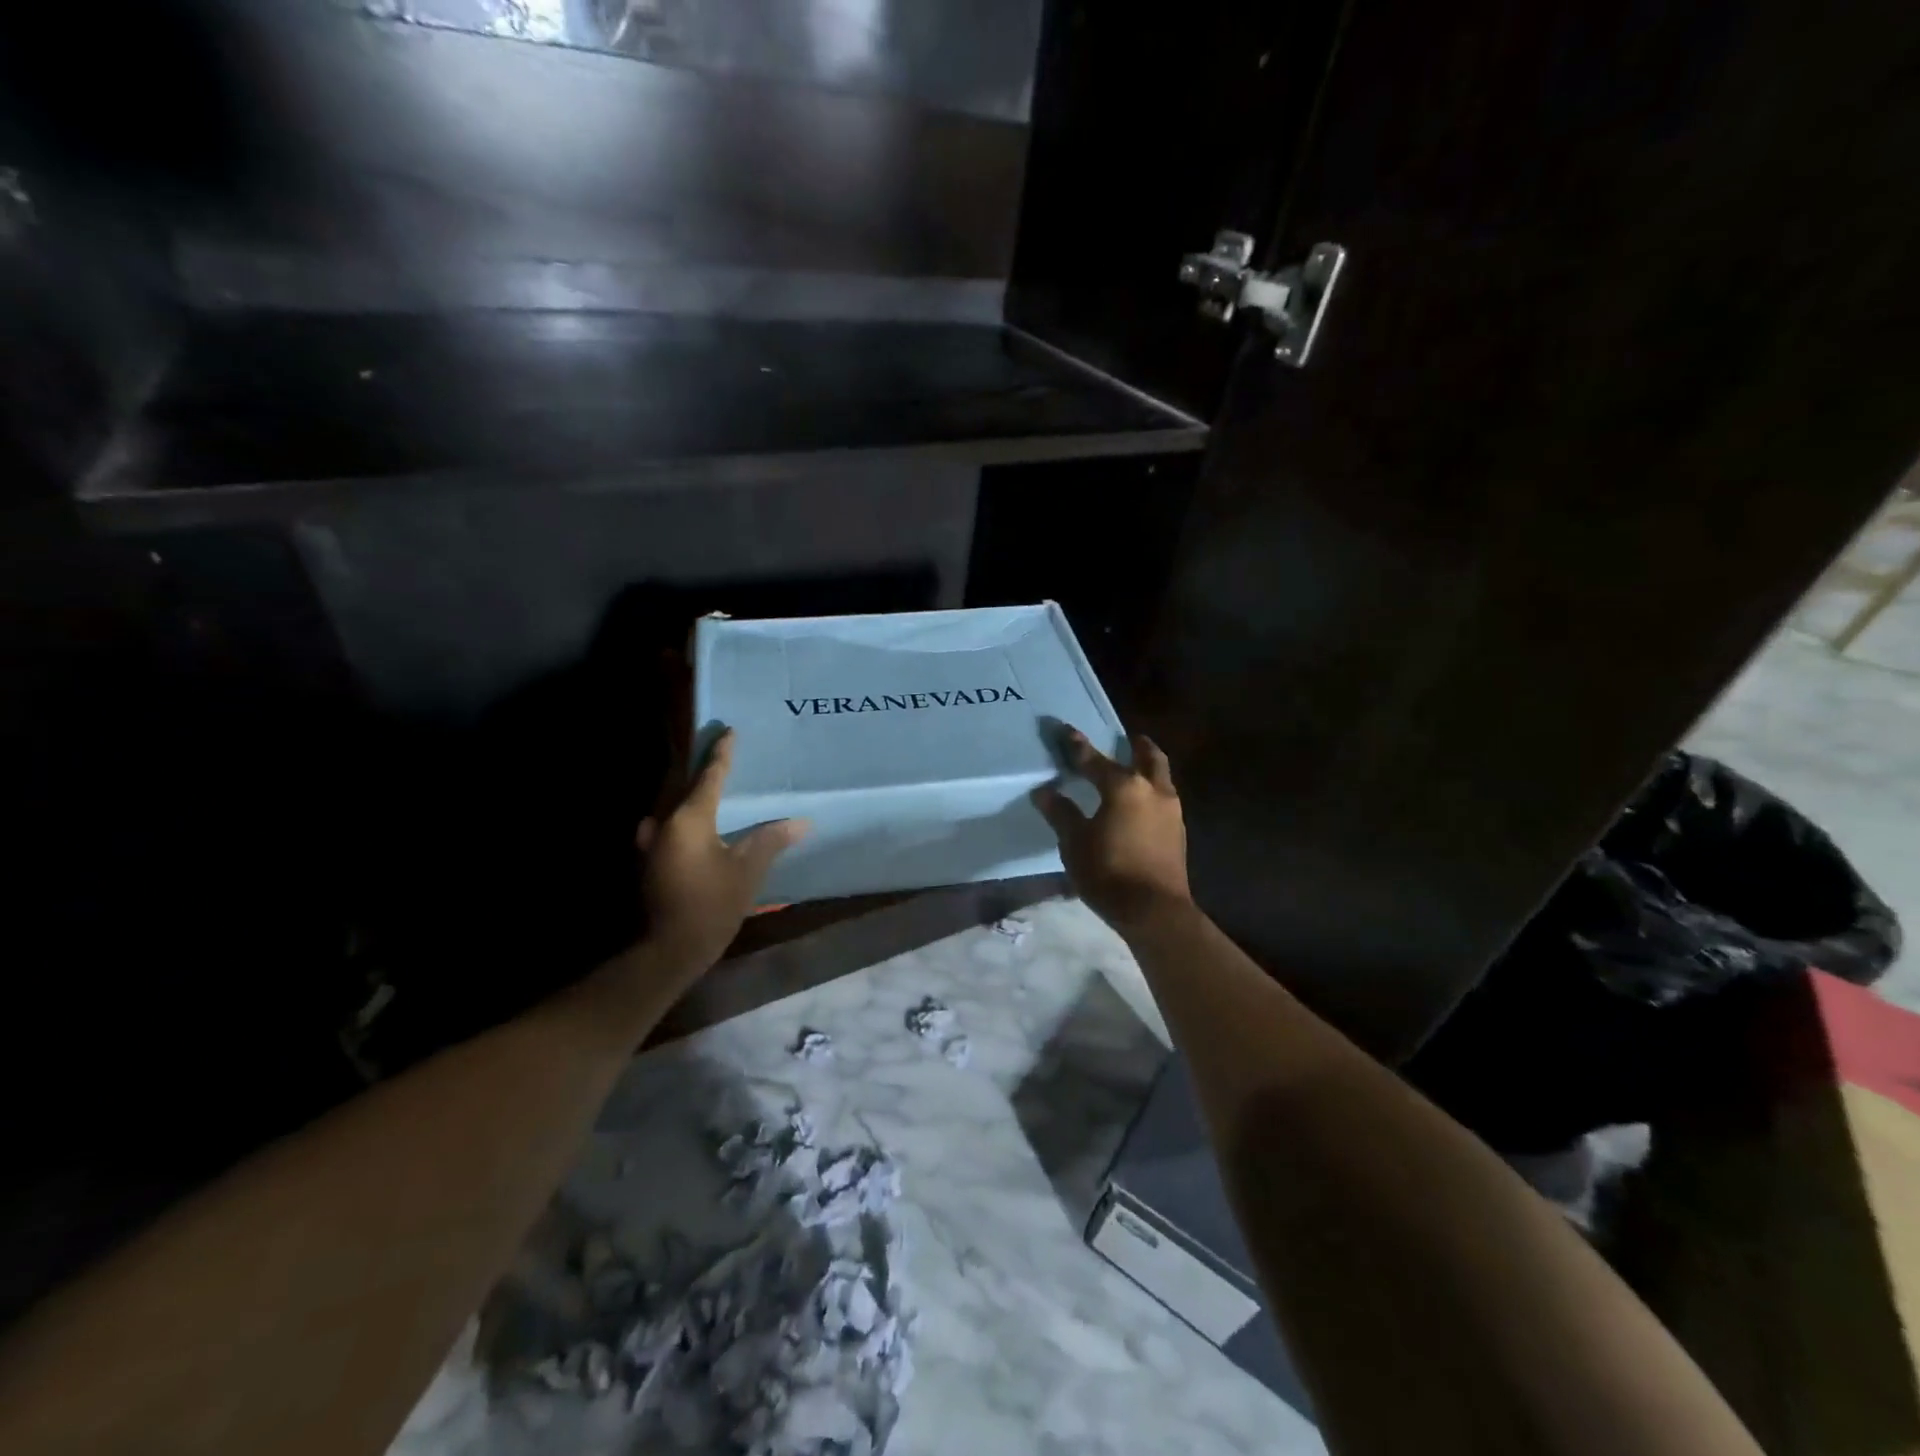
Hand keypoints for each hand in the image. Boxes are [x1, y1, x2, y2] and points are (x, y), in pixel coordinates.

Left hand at [635, 729, 807, 977]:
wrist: (670, 948)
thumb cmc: (712, 904)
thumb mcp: (748, 870)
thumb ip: (771, 840)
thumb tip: (801, 822)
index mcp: (689, 819)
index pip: (710, 776)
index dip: (722, 754)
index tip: (729, 732)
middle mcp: (665, 823)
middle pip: (683, 785)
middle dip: (701, 767)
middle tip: (718, 751)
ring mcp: (653, 842)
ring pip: (673, 805)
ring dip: (690, 791)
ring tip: (709, 782)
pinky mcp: (651, 860)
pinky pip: (669, 824)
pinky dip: (684, 815)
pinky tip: (694, 822)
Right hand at [1032, 729, 1190, 933]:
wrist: (1154, 910)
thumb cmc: (1109, 872)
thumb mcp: (1075, 842)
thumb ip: (1061, 813)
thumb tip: (1044, 792)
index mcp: (1124, 787)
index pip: (1094, 760)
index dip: (1076, 745)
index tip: (1065, 730)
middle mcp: (1153, 790)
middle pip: (1148, 756)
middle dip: (1136, 744)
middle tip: (1125, 737)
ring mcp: (1171, 810)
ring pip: (1161, 776)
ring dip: (1147, 767)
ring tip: (1133, 768)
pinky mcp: (1178, 831)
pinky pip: (1164, 797)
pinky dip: (1152, 790)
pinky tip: (1140, 802)